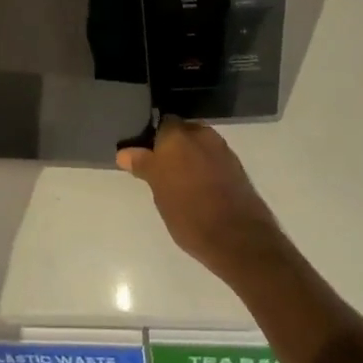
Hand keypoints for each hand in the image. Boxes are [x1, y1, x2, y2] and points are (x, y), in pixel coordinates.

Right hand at [119, 118, 287, 278]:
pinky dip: (204, 168)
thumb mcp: (159, 192)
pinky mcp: (236, 168)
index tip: (144, 154)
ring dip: (189, 158)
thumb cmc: (189, 214)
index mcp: (178, 135)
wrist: (238, 239)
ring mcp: (222, 150)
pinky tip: (198, 188)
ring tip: (178, 182)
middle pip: (181, 132)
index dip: (152, 138)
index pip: (160, 123)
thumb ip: (143, 165)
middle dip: (171, 146)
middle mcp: (201, 134)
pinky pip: (212, 160)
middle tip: (159, 169)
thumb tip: (124, 153)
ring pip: (198, 146)